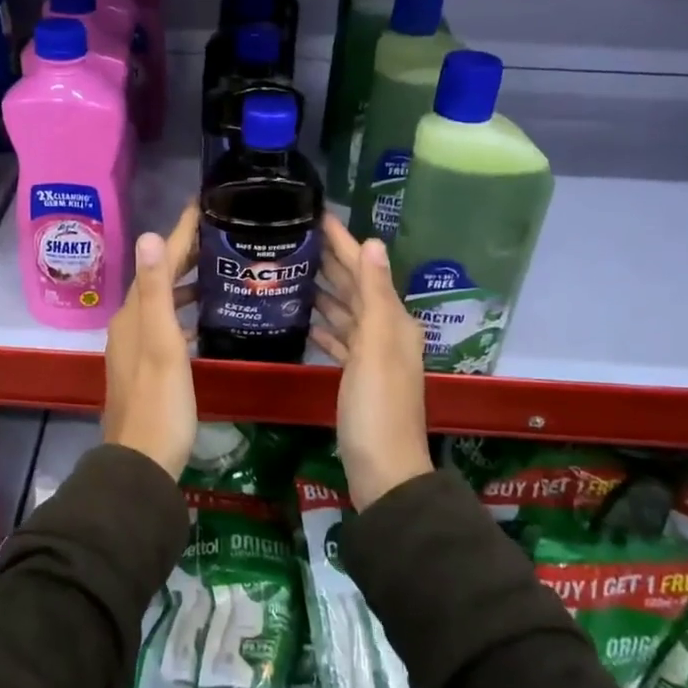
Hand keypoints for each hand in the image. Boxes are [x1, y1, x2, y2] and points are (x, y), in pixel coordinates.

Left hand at [101, 205, 198, 479]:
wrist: (142, 463)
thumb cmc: (160, 403)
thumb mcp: (162, 344)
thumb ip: (155, 291)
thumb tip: (149, 235)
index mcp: (133, 315)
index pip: (157, 261)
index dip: (180, 233)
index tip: (203, 206)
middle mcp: (129, 325)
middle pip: (158, 279)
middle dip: (185, 254)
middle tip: (220, 235)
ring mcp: (135, 348)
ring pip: (162, 303)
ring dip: (185, 284)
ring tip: (217, 271)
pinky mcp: (146, 368)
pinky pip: (166, 325)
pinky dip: (184, 313)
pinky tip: (204, 320)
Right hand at [311, 215, 431, 508]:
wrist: (383, 470)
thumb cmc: (376, 407)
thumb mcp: (376, 346)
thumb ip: (373, 294)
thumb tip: (372, 243)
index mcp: (393, 322)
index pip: (364, 270)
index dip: (343, 243)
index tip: (318, 217)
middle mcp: (386, 334)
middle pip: (355, 289)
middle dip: (331, 262)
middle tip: (297, 239)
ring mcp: (372, 358)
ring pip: (345, 314)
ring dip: (324, 293)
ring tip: (294, 272)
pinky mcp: (357, 379)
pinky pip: (340, 342)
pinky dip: (325, 328)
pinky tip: (306, 321)